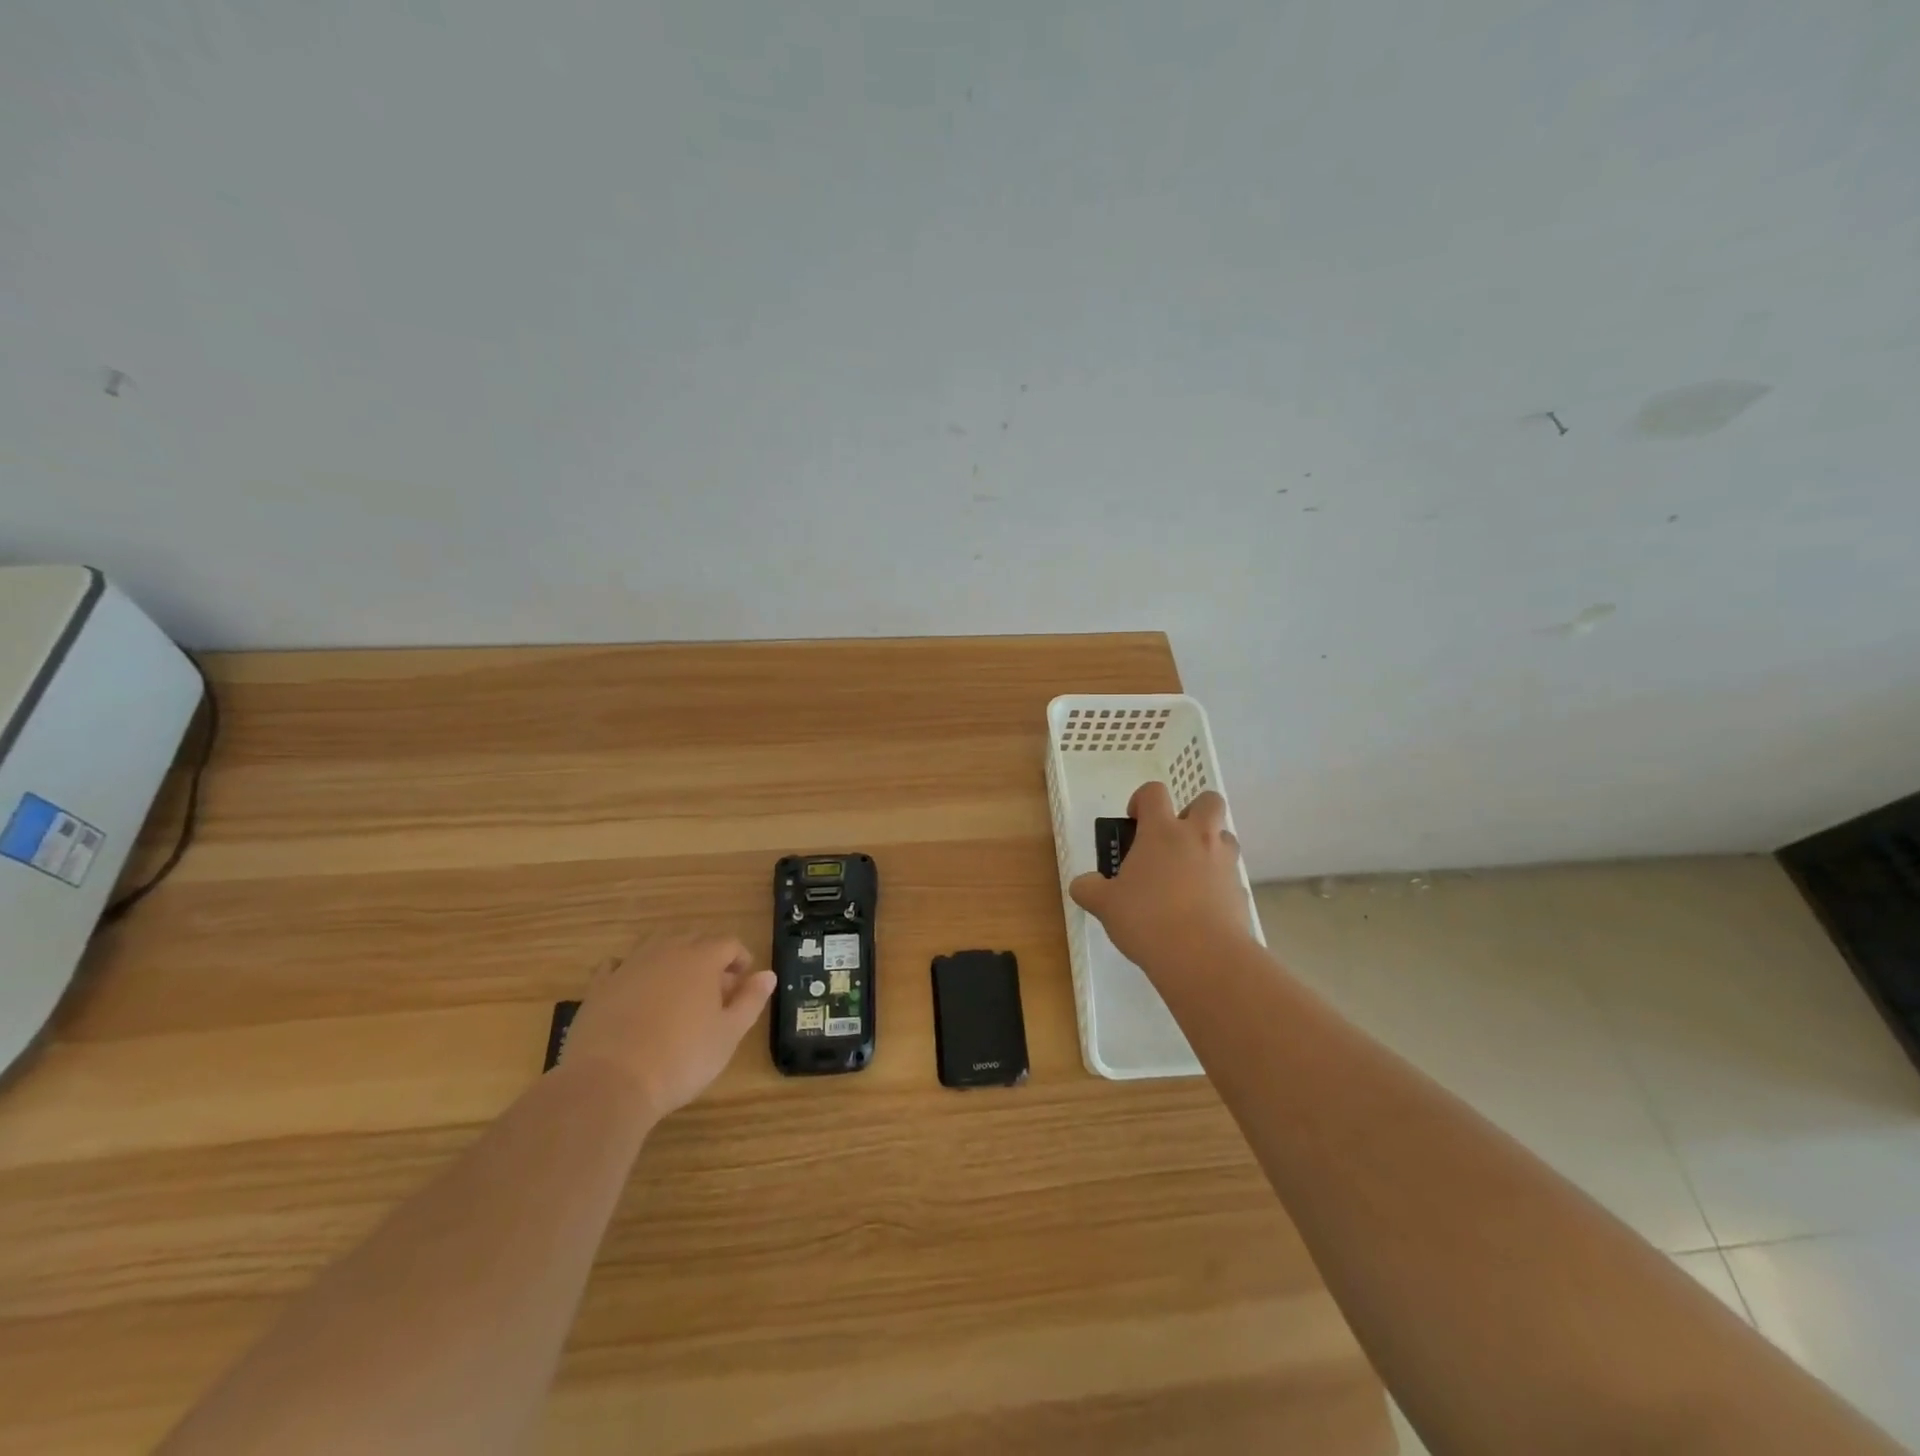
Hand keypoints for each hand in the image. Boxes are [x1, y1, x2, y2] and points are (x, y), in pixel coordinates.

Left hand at [559, 933, 774, 1122]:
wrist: (611, 1083)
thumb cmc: (682, 1058)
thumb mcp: (729, 1034)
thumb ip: (751, 1000)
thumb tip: (767, 974)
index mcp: (702, 959)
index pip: (729, 943)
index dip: (740, 959)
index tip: (743, 982)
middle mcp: (666, 952)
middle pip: (694, 940)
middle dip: (708, 957)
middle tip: (715, 990)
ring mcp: (629, 966)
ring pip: (656, 947)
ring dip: (672, 960)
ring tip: (677, 990)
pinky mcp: (599, 987)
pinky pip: (617, 966)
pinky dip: (630, 972)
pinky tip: (633, 990)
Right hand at [1070, 784, 1254, 973]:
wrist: (1204, 956)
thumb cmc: (1147, 919)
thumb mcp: (1105, 905)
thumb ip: (1090, 889)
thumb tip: (1083, 884)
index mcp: (1162, 832)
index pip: (1154, 792)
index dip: (1142, 800)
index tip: (1135, 822)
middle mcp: (1197, 837)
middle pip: (1208, 801)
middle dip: (1192, 811)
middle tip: (1172, 839)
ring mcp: (1224, 863)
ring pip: (1225, 837)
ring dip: (1209, 846)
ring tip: (1188, 873)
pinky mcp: (1241, 891)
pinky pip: (1230, 875)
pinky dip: (1218, 883)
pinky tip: (1201, 908)